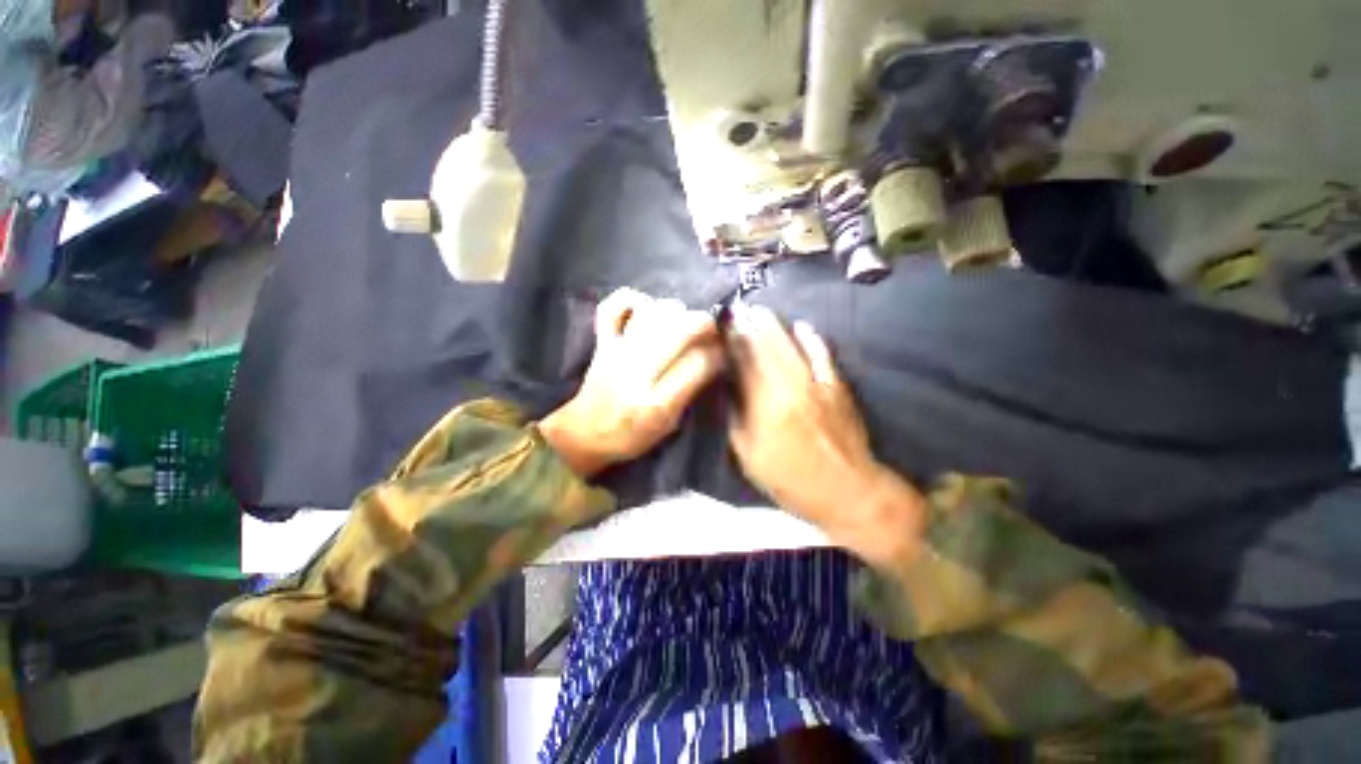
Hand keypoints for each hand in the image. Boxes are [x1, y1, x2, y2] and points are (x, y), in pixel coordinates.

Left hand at [539, 288, 724, 477]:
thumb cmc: (631, 436)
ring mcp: (615, 353)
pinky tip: (646, 307)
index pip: (698, 363)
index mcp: (656, 403)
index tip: (724, 351)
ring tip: (682, 321)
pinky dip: (631, 300)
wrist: (584, 434)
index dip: (718, 352)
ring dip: (674, 310)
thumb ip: (690, 392)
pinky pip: (611, 308)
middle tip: (711, 330)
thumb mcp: (669, 425)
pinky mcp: (601, 342)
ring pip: (651, 313)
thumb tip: (713, 358)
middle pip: (679, 330)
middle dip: (704, 323)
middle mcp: (636, 373)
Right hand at [727, 304, 924, 563]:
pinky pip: (822, 355)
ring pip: (791, 345)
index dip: (732, 341)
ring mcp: (816, 383)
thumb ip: (736, 417)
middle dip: (751, 325)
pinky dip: (812, 339)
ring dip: (775, 326)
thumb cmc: (789, 478)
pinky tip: (803, 326)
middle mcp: (789, 385)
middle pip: (766, 347)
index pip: (744, 362)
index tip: (723, 325)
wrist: (846, 489)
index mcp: (764, 403)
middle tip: (739, 308)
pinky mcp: (836, 386)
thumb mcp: (748, 455)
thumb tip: (729, 388)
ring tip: (761, 310)